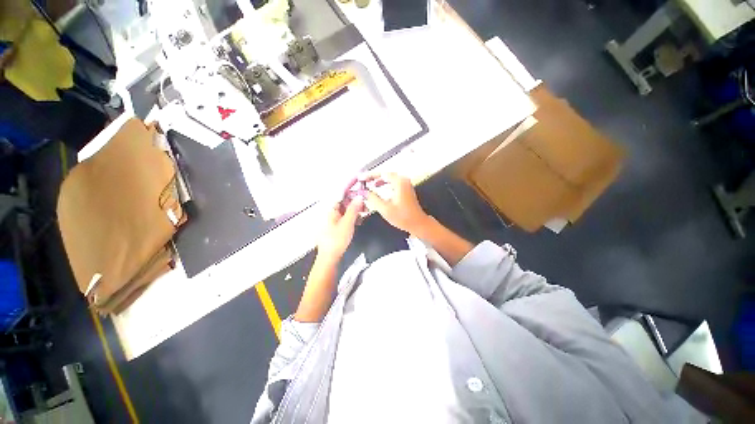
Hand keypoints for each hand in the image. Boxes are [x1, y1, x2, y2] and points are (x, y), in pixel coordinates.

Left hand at [317, 198, 362, 260]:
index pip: (341, 196)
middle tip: (365, 205)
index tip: (361, 194)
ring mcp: (332, 222)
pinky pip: (344, 219)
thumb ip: (353, 209)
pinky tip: (358, 221)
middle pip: (343, 204)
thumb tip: (359, 197)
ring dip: (354, 211)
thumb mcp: (347, 223)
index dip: (351, 194)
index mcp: (331, 211)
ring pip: (344, 212)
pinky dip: (352, 218)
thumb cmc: (336, 240)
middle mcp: (330, 215)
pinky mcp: (335, 229)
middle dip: (354, 203)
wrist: (329, 258)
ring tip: (364, 212)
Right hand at [363, 172, 429, 233]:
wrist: (417, 223)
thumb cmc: (403, 217)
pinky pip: (393, 182)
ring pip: (389, 178)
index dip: (370, 175)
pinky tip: (379, 187)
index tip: (361, 178)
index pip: (382, 174)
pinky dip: (385, 183)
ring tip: (369, 183)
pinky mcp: (406, 189)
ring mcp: (406, 184)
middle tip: (363, 180)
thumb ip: (373, 198)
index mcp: (399, 183)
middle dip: (373, 176)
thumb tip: (364, 192)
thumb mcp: (385, 208)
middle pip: (385, 174)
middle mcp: (404, 181)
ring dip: (379, 180)